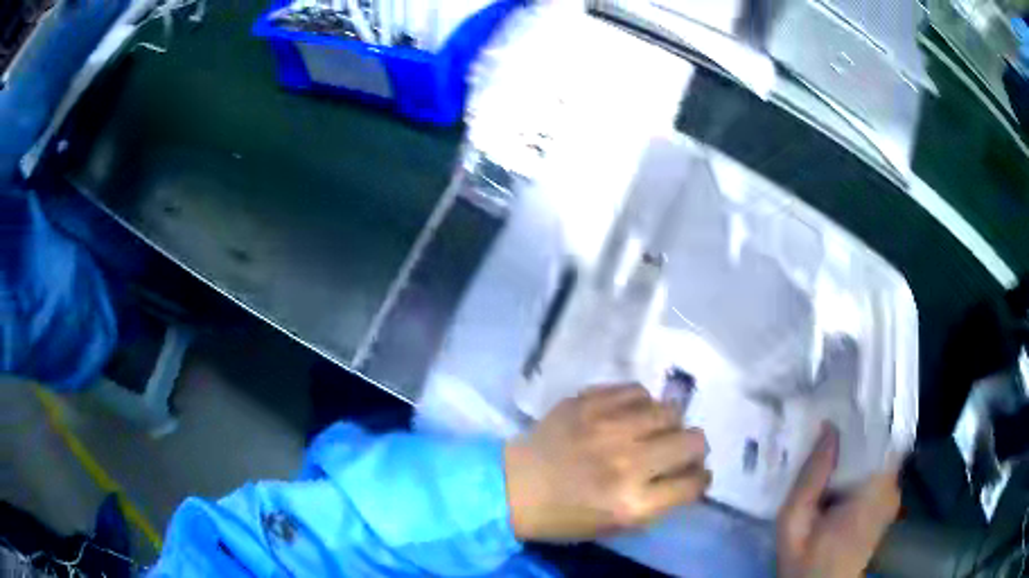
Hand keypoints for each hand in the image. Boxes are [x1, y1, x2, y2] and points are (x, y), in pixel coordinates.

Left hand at [504, 384, 709, 541]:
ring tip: (653, 430)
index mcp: (633, 503)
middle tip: (680, 450)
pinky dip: (640, 402)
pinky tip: (629, 413)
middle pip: (693, 441)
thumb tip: (689, 474)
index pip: (694, 483)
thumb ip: (658, 501)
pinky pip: (636, 389)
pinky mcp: (587, 402)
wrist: (512, 487)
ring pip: (669, 410)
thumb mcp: (616, 525)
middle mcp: (627, 463)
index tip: (695, 474)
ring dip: (668, 423)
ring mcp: (607, 427)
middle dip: (694, 448)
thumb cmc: (564, 515)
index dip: (700, 479)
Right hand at [777, 423, 900, 577]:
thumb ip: (810, 477)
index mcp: (876, 489)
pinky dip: (863, 462)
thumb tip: (828, 428)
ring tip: (836, 433)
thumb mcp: (793, 522)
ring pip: (881, 454)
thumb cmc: (805, 560)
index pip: (886, 433)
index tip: (850, 393)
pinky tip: (841, 463)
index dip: (871, 411)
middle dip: (861, 426)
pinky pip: (879, 470)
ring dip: (861, 444)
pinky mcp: (887, 504)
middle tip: (835, 411)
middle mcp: (892, 487)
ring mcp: (892, 496)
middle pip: (883, 441)